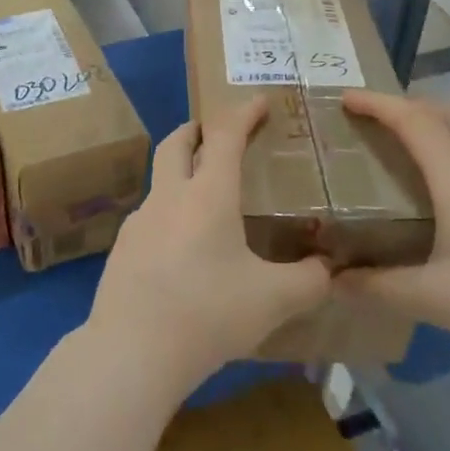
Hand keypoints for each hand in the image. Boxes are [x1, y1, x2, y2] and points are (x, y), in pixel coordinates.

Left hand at [87, 97, 331, 398]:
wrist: (132, 349)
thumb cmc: (208, 313)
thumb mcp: (272, 300)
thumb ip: (308, 281)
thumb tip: (327, 270)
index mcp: (207, 195)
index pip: (225, 137)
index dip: (242, 114)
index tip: (257, 100)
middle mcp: (169, 197)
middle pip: (176, 143)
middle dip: (197, 129)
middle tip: (215, 132)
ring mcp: (139, 221)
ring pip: (160, 181)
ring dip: (180, 173)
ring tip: (204, 198)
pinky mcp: (122, 249)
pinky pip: (150, 218)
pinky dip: (170, 214)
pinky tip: (182, 249)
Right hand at [335, 91, 449, 376]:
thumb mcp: (434, 299)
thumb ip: (378, 287)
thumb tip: (332, 280)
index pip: (413, 122)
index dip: (376, 103)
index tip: (344, 98)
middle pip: (443, 112)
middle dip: (402, 104)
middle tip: (369, 117)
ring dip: (429, 122)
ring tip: (398, 141)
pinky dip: (448, 144)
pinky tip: (442, 181)